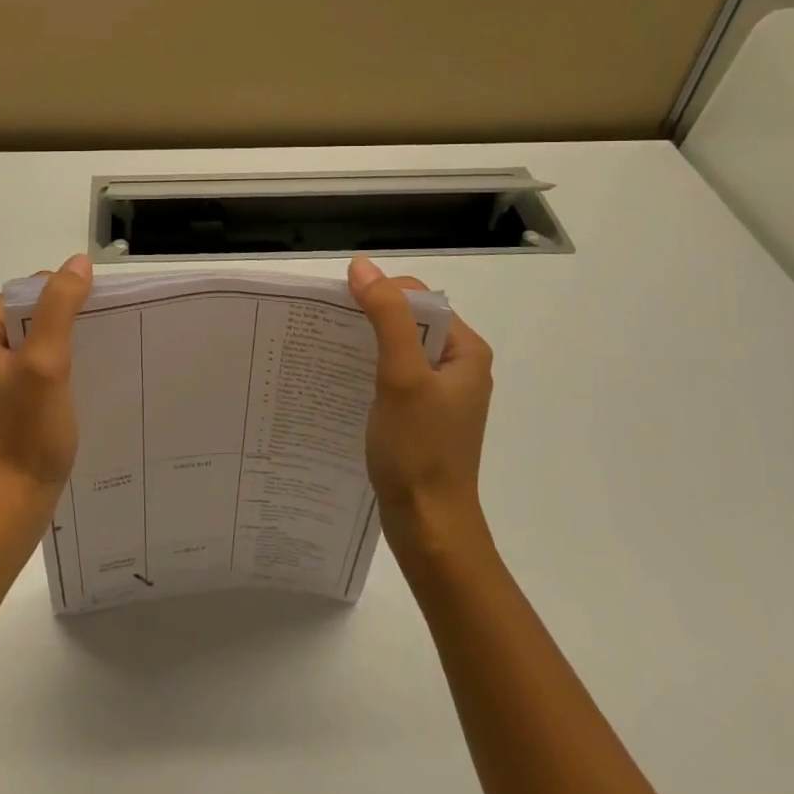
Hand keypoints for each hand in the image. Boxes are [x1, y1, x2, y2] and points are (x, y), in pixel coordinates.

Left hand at [0, 254, 92, 516]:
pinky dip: (63, 368)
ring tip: (99, 356)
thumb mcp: (46, 363)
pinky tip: (85, 381)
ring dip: (69, 344)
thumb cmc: (26, 432)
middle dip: (70, 320)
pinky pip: (40, 367)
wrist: (11, 503)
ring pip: (40, 341)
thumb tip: (79, 262)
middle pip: (35, 313)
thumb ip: (60, 308)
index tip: (95, 316)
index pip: (29, 289)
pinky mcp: (10, 398)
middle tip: (102, 337)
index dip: (65, 295)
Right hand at [348, 256, 494, 533]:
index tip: (341, 305)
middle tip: (328, 326)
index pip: (421, 298)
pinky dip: (368, 371)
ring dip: (365, 344)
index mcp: (465, 351)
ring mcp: (440, 394)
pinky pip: (393, 377)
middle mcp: (457, 366)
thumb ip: (387, 318)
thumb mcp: (402, 376)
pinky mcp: (421, 417)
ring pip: (398, 350)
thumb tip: (362, 266)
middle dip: (369, 317)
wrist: (429, 527)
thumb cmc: (419, 450)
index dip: (382, 292)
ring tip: (328, 350)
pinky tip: (341, 380)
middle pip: (409, 321)